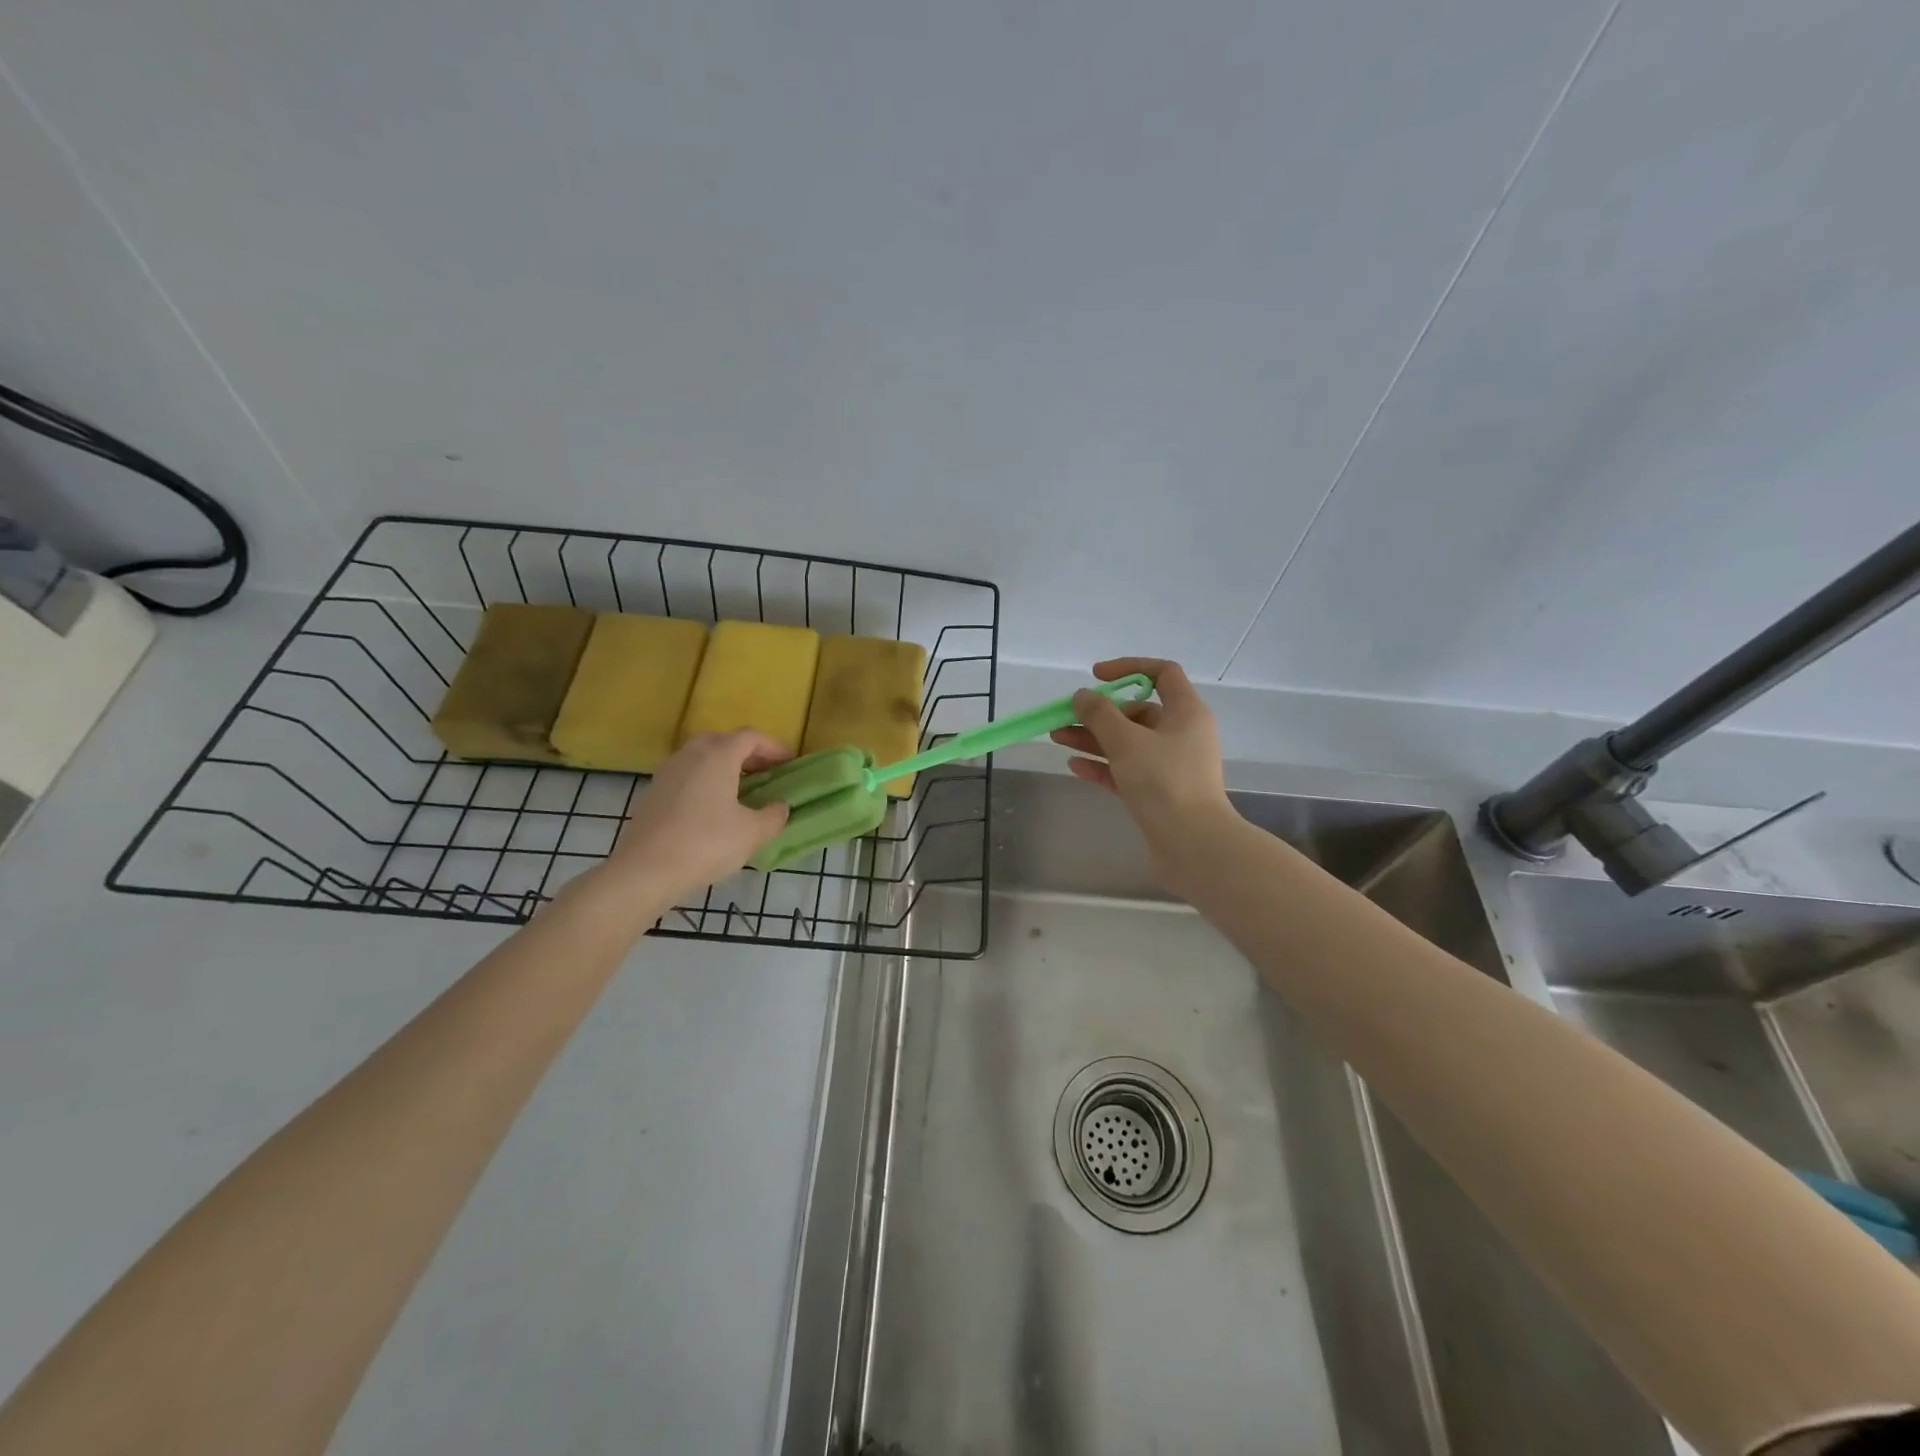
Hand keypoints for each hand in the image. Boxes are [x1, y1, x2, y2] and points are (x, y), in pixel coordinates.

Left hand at [598, 731, 792, 905]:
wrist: (645, 871)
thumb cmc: (706, 844)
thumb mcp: (753, 833)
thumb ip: (774, 816)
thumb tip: (780, 807)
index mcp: (718, 755)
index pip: (750, 737)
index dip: (773, 747)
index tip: (789, 763)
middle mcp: (690, 755)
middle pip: (723, 741)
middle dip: (747, 754)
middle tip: (765, 774)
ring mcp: (666, 772)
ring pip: (701, 758)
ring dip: (723, 768)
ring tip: (740, 792)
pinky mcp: (652, 793)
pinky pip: (686, 776)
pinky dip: (704, 783)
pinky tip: (711, 809)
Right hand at [1050, 658, 1234, 892]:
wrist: (1193, 845)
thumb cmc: (1164, 782)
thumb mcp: (1126, 741)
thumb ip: (1100, 715)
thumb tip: (1083, 696)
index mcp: (1186, 712)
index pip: (1162, 673)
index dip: (1128, 668)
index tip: (1096, 677)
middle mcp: (1182, 734)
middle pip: (1137, 712)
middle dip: (1099, 713)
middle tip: (1064, 718)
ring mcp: (1171, 766)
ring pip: (1128, 743)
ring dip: (1093, 739)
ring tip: (1058, 739)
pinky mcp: (1159, 793)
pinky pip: (1127, 770)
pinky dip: (1103, 766)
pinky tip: (1075, 766)